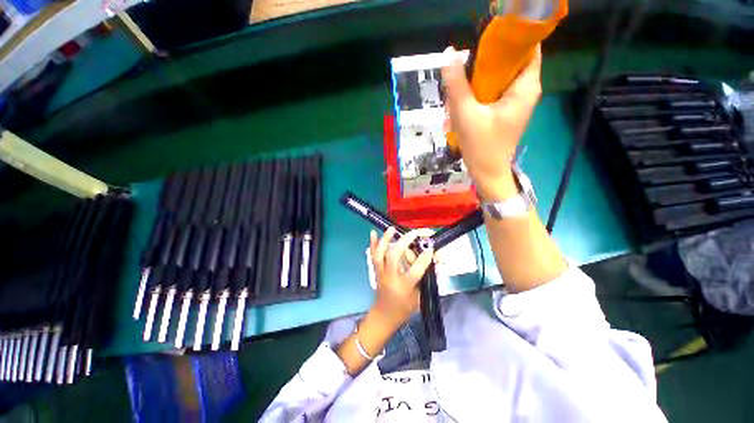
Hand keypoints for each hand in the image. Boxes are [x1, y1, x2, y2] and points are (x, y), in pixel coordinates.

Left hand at [369, 227, 433, 330]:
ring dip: (386, 239)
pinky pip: (373, 255)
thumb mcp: (420, 297)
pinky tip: (372, 232)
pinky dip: (372, 243)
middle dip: (404, 242)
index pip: (415, 271)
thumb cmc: (404, 309)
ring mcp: (381, 273)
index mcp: (404, 287)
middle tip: (414, 233)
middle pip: (394, 257)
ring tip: (392, 228)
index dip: (423, 259)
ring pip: (381, 254)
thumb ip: (428, 279)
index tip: (431, 248)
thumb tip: (438, 262)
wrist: (384, 316)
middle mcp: (390, 278)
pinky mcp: (376, 270)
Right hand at [442, 45, 541, 200]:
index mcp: (525, 87)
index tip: (484, 42)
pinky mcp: (507, 111)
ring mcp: (517, 102)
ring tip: (465, 82)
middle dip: (491, 58)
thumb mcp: (466, 114)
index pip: (527, 47)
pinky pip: (498, 89)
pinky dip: (484, 88)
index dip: (509, 39)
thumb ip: (457, 84)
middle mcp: (526, 90)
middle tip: (468, 65)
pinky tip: (468, 96)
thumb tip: (449, 54)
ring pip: (504, 76)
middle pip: (514, 60)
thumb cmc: (481, 146)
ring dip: (485, 74)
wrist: (487, 173)